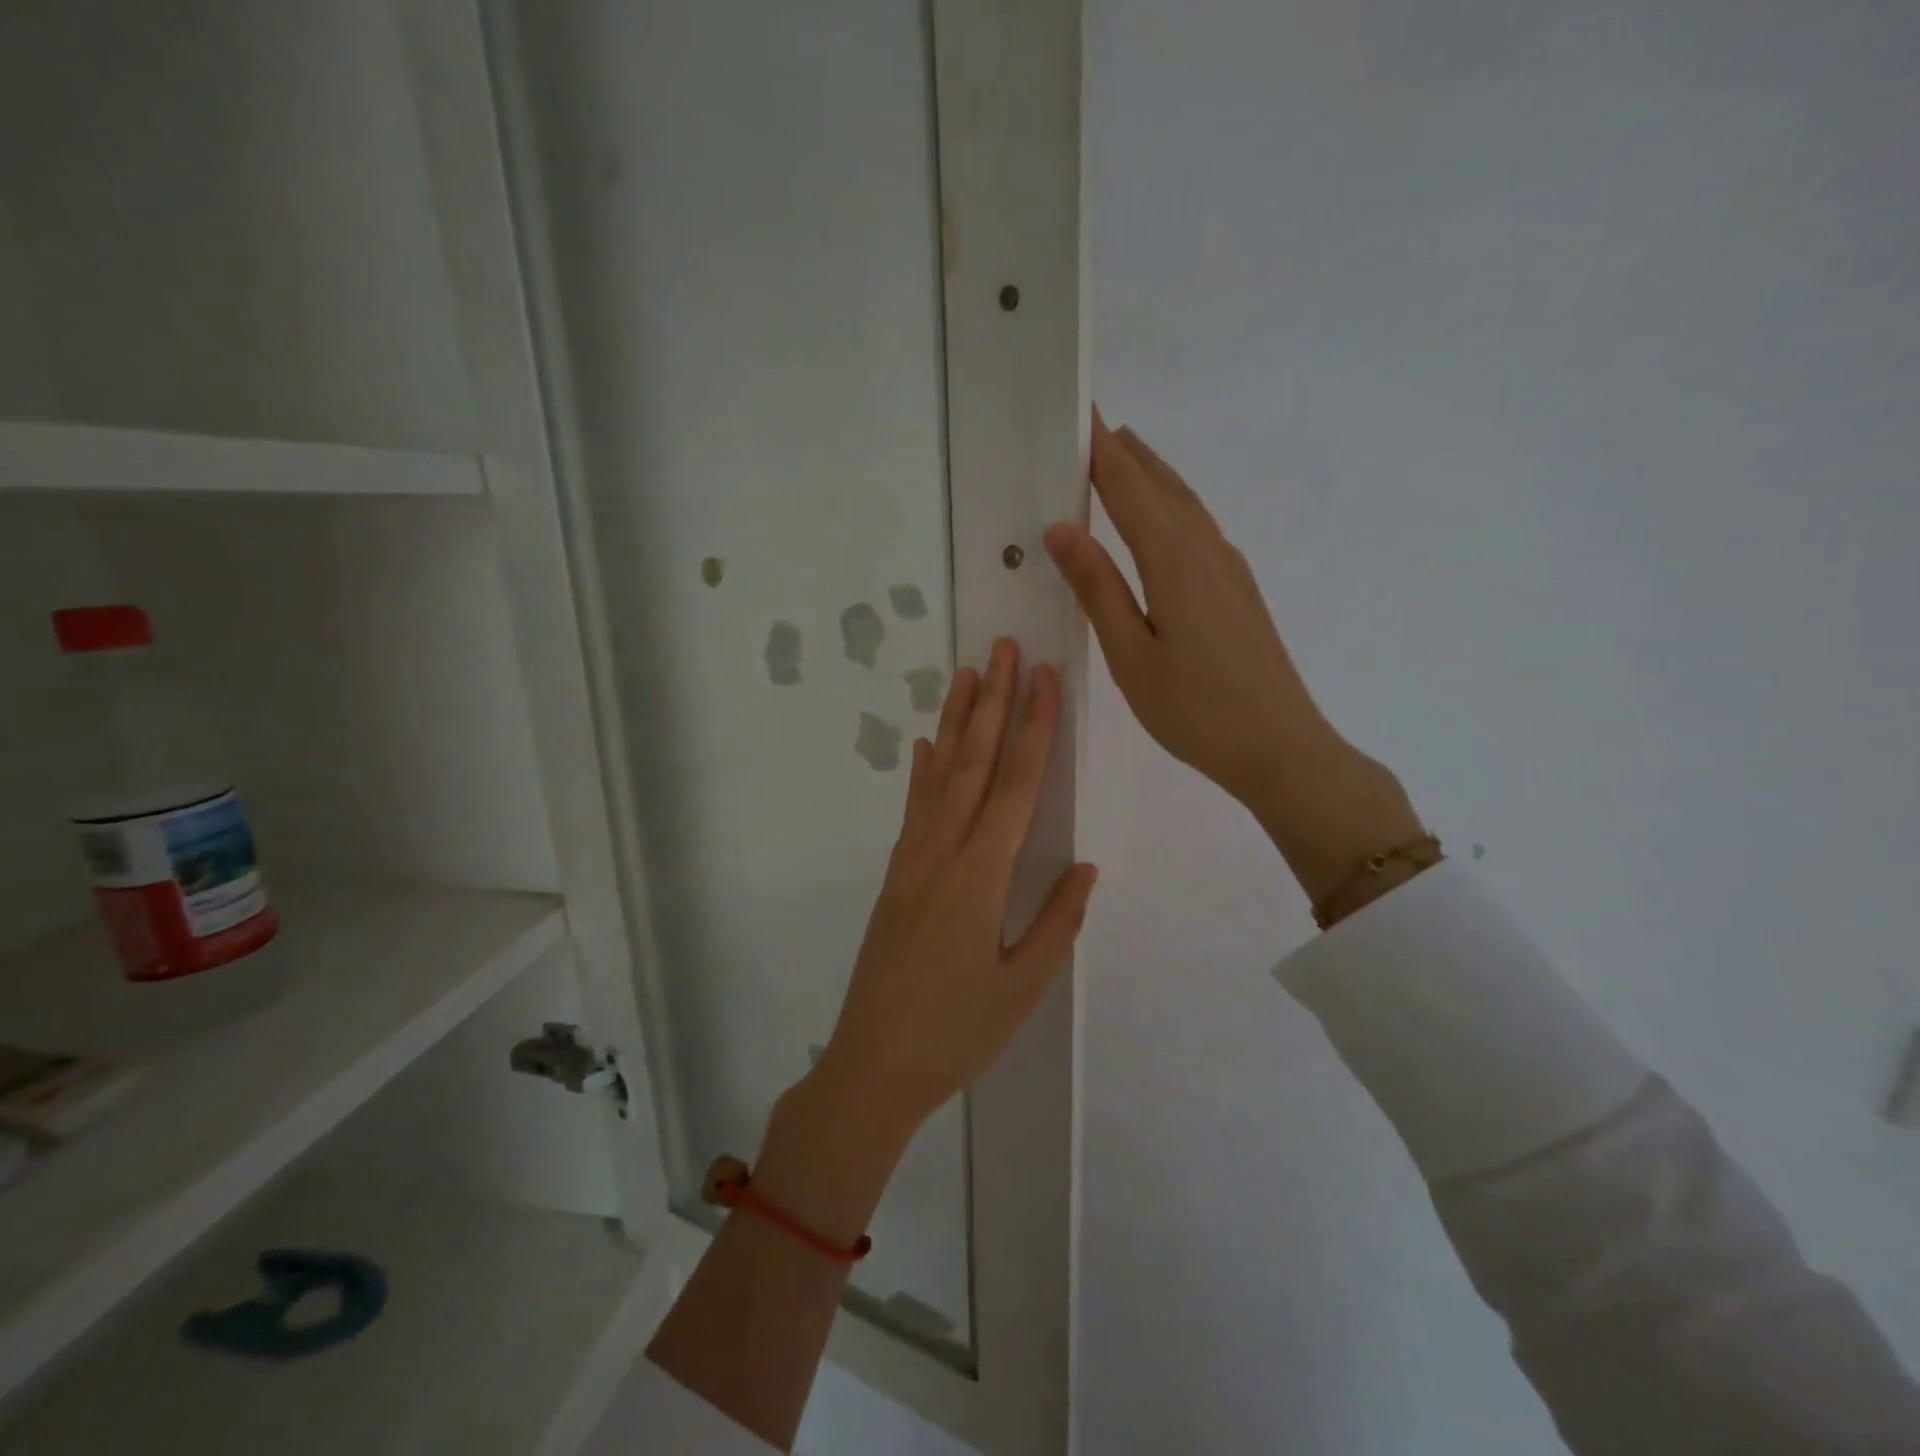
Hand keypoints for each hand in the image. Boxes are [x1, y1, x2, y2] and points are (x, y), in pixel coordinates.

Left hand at [811, 638, 1097, 1130]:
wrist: (872, 1066)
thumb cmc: (957, 1033)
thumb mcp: (1023, 986)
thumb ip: (1057, 922)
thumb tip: (1084, 866)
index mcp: (980, 875)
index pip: (1016, 785)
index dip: (1034, 728)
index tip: (1045, 678)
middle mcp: (942, 852)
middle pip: (974, 762)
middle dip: (993, 702)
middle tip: (1005, 648)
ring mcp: (912, 860)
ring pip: (939, 775)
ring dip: (956, 722)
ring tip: (968, 674)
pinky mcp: (896, 875)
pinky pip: (914, 808)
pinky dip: (923, 771)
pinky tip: (926, 746)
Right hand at [1045, 412, 1423, 906]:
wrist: (1282, 748)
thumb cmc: (1196, 710)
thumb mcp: (1132, 656)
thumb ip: (1098, 588)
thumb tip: (1062, 527)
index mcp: (1174, 562)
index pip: (1128, 488)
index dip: (1101, 448)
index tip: (1078, 410)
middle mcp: (1206, 551)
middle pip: (1162, 486)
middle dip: (1127, 453)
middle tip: (1094, 426)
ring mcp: (1230, 570)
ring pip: (1186, 505)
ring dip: (1154, 476)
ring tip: (1125, 457)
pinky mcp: (1240, 592)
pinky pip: (1200, 529)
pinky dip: (1173, 507)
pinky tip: (1165, 521)